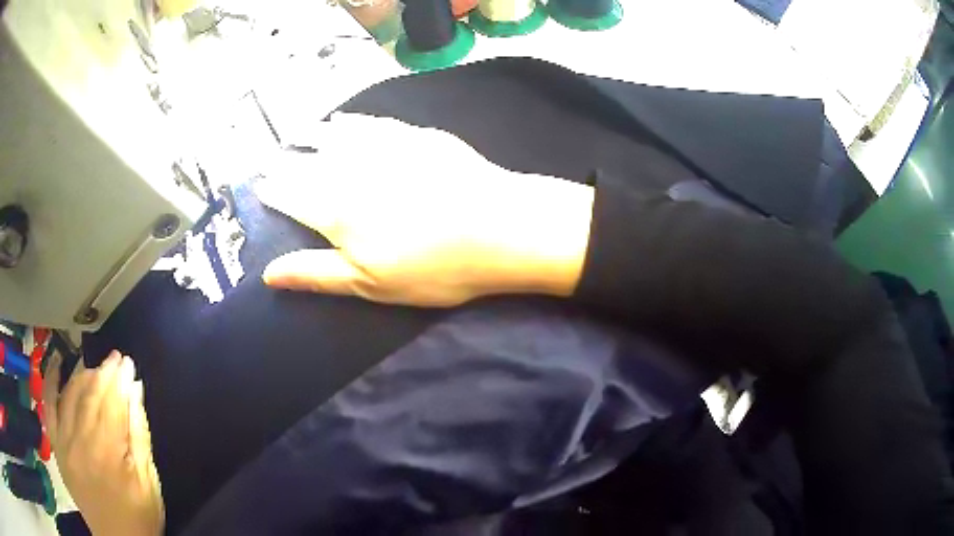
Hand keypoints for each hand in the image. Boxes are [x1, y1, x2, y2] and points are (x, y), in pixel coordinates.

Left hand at [43, 351, 163, 535]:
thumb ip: (139, 435)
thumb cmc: (139, 516)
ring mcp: (64, 443)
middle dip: (103, 373)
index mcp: (109, 453)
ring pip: (69, 396)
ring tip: (94, 368)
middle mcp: (81, 442)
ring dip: (82, 376)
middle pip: (90, 396)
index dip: (120, 380)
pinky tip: (56, 363)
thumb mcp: (149, 482)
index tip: (127, 363)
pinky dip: (50, 382)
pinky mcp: (56, 447)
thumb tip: (135, 391)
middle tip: (115, 359)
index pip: (112, 403)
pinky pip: (48, 407)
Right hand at [260, 113, 593, 306]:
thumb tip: (268, 274)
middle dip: (287, 161)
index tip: (260, 185)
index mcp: (337, 211)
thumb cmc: (434, 268)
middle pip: (309, 163)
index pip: (292, 196)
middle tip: (272, 157)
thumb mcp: (370, 285)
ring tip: (298, 133)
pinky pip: (372, 124)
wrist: (500, 228)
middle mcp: (352, 171)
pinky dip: (352, 122)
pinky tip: (344, 121)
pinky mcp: (415, 136)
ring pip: (336, 137)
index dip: (274, 191)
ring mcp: (385, 148)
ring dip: (313, 135)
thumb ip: (316, 274)